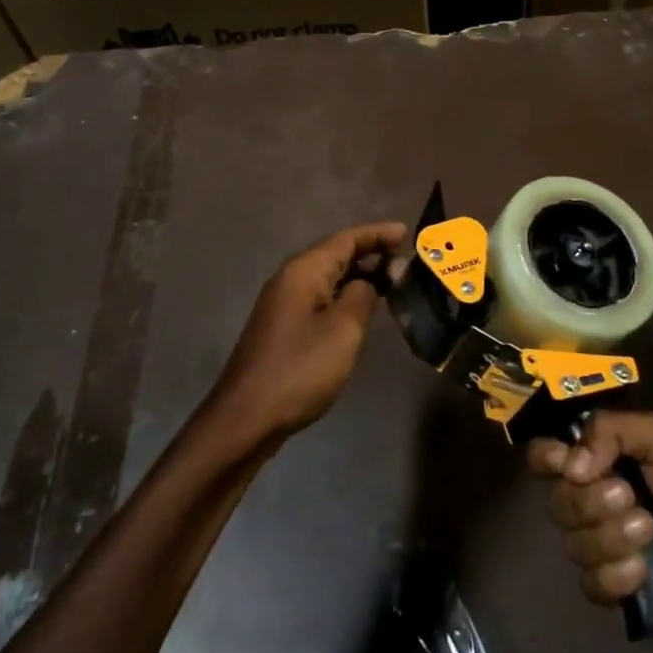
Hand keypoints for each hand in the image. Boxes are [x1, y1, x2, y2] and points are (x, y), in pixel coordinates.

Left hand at [206, 222, 407, 445]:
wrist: (246, 418)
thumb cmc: (299, 369)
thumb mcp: (343, 330)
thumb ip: (362, 296)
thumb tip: (367, 283)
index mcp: (304, 271)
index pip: (346, 239)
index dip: (377, 234)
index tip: (407, 234)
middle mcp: (290, 279)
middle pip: (336, 254)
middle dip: (371, 254)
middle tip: (405, 264)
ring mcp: (284, 304)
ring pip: (329, 278)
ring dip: (360, 276)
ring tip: (392, 283)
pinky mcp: (284, 328)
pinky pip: (321, 298)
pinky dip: (345, 296)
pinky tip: (362, 310)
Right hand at [527, 411, 652, 617]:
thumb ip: (612, 431)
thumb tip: (572, 465)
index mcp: (593, 459)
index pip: (543, 457)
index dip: (547, 461)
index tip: (573, 467)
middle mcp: (587, 498)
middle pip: (557, 503)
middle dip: (593, 504)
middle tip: (632, 498)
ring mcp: (598, 543)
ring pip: (573, 546)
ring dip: (611, 539)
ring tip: (649, 532)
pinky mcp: (613, 584)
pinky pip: (590, 585)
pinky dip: (615, 577)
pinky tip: (643, 570)